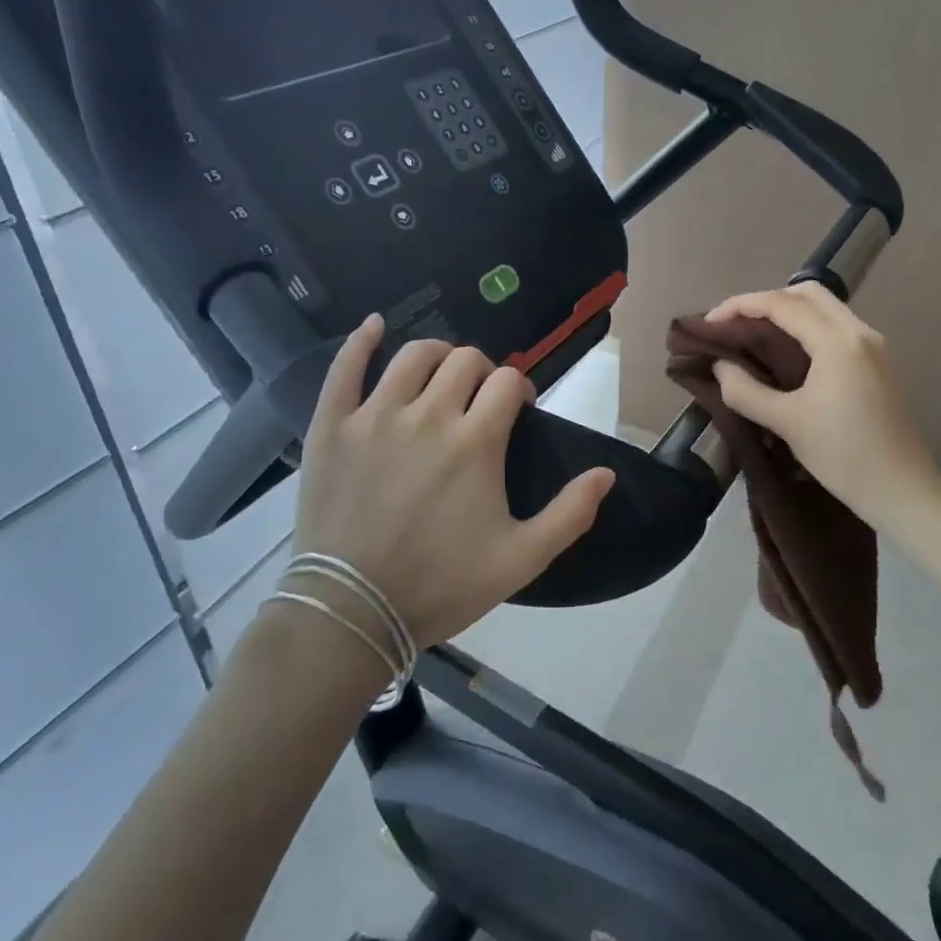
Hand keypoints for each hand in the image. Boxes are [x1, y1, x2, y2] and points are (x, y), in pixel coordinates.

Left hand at [289, 315, 614, 646]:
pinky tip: (375, 326)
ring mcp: (375, 416)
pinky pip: (345, 368)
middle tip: (479, 400)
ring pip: (413, 355)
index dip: (519, 389)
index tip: (517, 411)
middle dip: (483, 372)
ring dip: (437, 355)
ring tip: (440, 375)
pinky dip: (361, 341)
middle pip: (465, 360)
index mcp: (475, 441)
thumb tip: (606, 473)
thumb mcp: (521, 559)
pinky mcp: (333, 426)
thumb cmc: (441, 585)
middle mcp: (428, 414)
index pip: (508, 382)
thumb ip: (570, 514)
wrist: (352, 613)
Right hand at [706, 283, 940, 527]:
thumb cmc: (843, 455)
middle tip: (736, 325)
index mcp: (838, 341)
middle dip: (766, 301)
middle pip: (808, 294)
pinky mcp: (880, 363)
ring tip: (756, 337)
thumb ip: (745, 390)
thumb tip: (720, 365)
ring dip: (789, 312)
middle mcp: (860, 332)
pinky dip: (808, 327)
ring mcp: (875, 346)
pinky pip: (837, 327)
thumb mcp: (786, 423)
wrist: (903, 491)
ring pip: (826, 308)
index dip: (741, 306)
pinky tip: (789, 353)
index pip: (782, 304)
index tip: (710, 323)